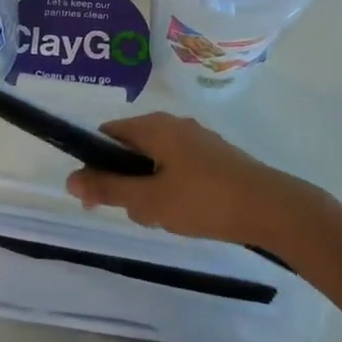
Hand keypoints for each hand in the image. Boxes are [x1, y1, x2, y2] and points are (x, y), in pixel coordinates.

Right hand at [65, 112, 312, 247]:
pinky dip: (172, 188)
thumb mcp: (150, 200)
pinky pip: (178, 167)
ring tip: (165, 218)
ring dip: (150, 189)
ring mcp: (197, 138)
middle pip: (132, 148)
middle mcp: (173, 124)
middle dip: (127, 181)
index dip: (95, 162)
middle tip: (138, 213)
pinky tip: (187, 214)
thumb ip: (109, 189)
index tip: (96, 196)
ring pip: (156, 161)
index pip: (109, 133)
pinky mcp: (215, 156)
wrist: (270, 207)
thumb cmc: (204, 200)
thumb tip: (70, 179)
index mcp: (154, 126)